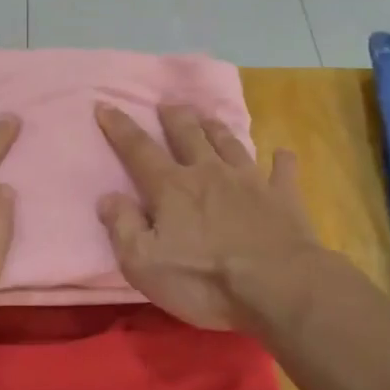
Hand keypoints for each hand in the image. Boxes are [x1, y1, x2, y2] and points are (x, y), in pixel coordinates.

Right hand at [96, 103, 321, 331]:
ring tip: (208, 118)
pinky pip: (282, 170)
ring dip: (216, 128)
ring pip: (230, 144)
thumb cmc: (204, 280)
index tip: (105, 104)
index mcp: (172, 188)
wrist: (279, 286)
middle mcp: (209, 173)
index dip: (119, 127)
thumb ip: (123, 227)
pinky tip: (281, 154)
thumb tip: (108, 197)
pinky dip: (280, 160)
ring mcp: (250, 181)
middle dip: (174, 117)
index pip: (138, 150)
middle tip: (167, 103)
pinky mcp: (283, 197)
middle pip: (188, 135)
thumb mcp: (143, 263)